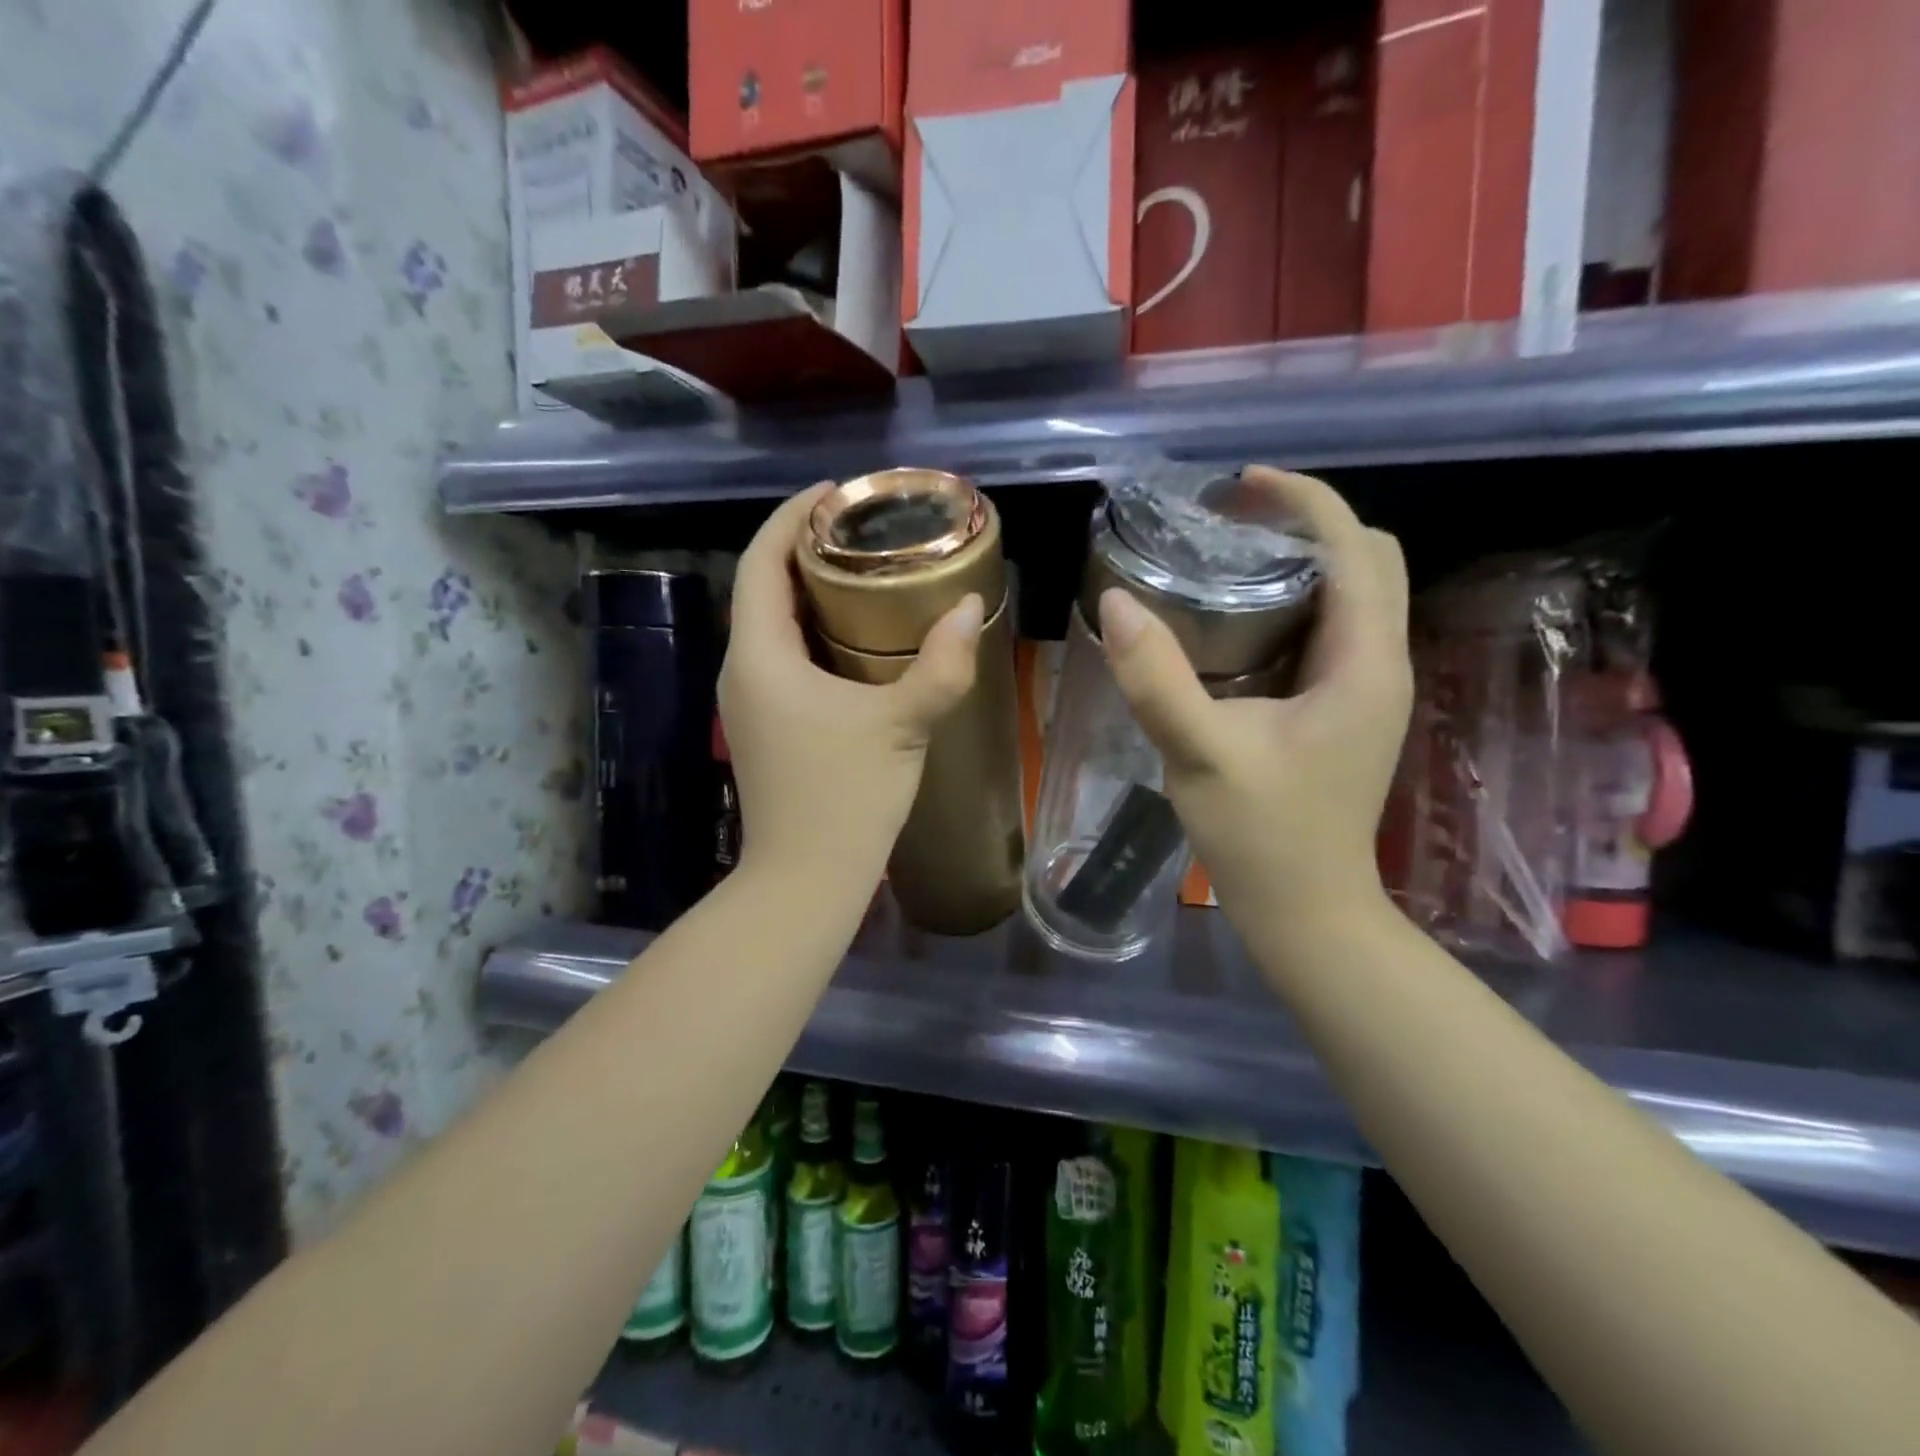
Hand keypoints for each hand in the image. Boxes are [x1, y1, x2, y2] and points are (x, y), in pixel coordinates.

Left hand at [720, 485, 984, 889]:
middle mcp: (743, 670)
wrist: (806, 880)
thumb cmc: (845, 798)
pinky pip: (784, 657)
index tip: (835, 493)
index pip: (760, 562)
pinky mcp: (769, 727)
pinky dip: (814, 632)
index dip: (791, 517)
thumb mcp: (901, 725)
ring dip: (810, 592)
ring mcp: (751, 702)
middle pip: (763, 588)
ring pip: (773, 625)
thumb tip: (971, 606)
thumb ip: (941, 665)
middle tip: (863, 531)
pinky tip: (858, 639)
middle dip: (805, 550)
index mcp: (760, 655)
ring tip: (865, 572)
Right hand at [1100, 467, 1412, 932]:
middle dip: (1306, 524)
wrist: (1306, 910)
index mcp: (1362, 664)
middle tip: (1230, 521)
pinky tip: (1236, 620)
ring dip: (1300, 562)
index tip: (1239, 486)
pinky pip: (1329, 632)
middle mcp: (1379, 665)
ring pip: (1350, 595)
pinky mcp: (1343, 710)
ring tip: (1228, 555)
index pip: (1354, 548)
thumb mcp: (1199, 755)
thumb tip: (1116, 602)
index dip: (1303, 501)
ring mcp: (1366, 690)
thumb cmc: (1261, 837)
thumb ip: (1156, 678)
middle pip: (1366, 560)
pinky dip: (1291, 605)